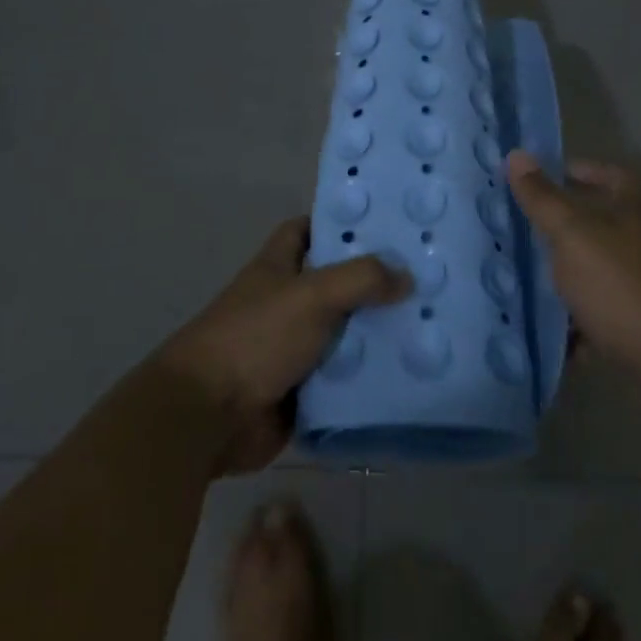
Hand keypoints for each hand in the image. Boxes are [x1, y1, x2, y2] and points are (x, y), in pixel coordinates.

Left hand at [156, 217, 409, 472]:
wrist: (209, 417)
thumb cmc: (256, 338)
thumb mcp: (312, 294)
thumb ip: (362, 279)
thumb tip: (407, 277)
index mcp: (277, 268)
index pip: (307, 230)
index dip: (338, 224)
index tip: (383, 224)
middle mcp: (286, 303)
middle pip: (336, 283)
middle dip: (375, 281)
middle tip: (427, 275)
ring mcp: (293, 348)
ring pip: (345, 332)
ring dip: (378, 331)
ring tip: (431, 322)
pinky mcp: (303, 390)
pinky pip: (344, 377)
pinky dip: (369, 376)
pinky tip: (412, 370)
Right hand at [506, 151, 640, 386]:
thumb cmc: (621, 284)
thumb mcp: (573, 234)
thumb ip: (543, 198)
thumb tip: (516, 154)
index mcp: (630, 210)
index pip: (613, 175)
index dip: (586, 170)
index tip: (552, 177)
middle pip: (603, 225)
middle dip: (566, 228)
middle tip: (524, 230)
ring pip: (597, 273)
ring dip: (567, 278)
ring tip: (525, 282)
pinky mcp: (640, 327)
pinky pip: (600, 318)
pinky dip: (577, 326)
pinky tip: (550, 334)